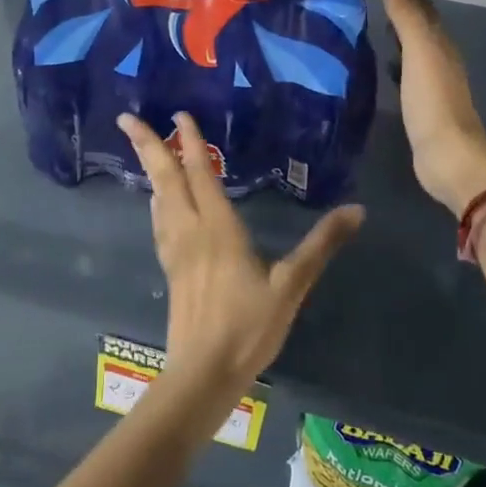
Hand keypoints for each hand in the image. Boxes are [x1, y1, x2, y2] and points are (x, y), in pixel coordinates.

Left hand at [118, 112, 363, 409]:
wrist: (204, 373)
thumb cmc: (248, 327)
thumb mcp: (291, 286)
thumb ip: (321, 245)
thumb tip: (357, 209)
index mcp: (218, 228)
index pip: (201, 173)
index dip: (191, 142)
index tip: (179, 113)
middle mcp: (191, 231)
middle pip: (167, 180)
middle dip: (149, 146)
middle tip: (127, 119)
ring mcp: (176, 252)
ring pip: (159, 200)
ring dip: (150, 171)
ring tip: (144, 151)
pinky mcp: (172, 271)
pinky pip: (160, 224)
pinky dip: (157, 203)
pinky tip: (158, 204)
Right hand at [381, 0, 485, 215]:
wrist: (448, 157)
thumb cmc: (433, 101)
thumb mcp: (419, 49)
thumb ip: (407, 8)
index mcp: (440, 43)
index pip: (423, 7)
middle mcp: (440, 60)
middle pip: (421, 28)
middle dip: (401, 11)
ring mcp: (432, 86)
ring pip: (413, 51)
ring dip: (397, 37)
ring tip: (368, 27)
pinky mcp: (421, 109)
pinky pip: (406, 75)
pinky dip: (394, 63)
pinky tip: (381, 68)